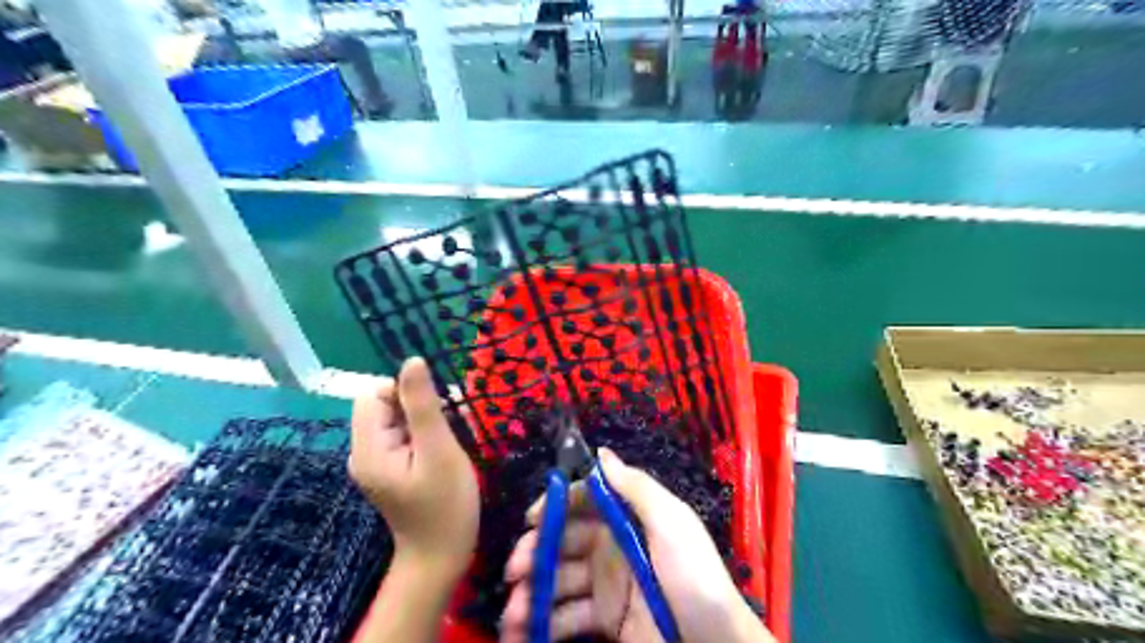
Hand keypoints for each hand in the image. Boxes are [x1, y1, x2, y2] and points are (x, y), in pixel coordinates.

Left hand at [347, 356, 476, 575]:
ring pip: (398, 418)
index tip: (436, 413)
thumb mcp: (439, 450)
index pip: (374, 394)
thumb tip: (412, 360)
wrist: (442, 556)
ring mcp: (377, 461)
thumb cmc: (445, 505)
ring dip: (427, 420)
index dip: (406, 392)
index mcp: (368, 448)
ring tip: (451, 442)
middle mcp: (364, 452)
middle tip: (449, 429)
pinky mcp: (390, 468)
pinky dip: (426, 434)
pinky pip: (404, 435)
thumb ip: (423, 405)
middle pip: (385, 405)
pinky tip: (444, 451)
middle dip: (420, 407)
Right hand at [499, 448, 772, 642]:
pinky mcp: (604, 621)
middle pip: (562, 542)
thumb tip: (600, 453)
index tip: (532, 520)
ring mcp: (605, 586)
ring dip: (531, 594)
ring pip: (558, 581)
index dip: (556, 506)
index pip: (583, 502)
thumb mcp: (672, 523)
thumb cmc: (693, 576)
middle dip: (535, 553)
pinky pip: (566, 618)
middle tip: (515, 571)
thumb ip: (636, 487)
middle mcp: (611, 547)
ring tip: (512, 614)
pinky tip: (523, 633)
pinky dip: (542, 625)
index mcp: (627, 519)